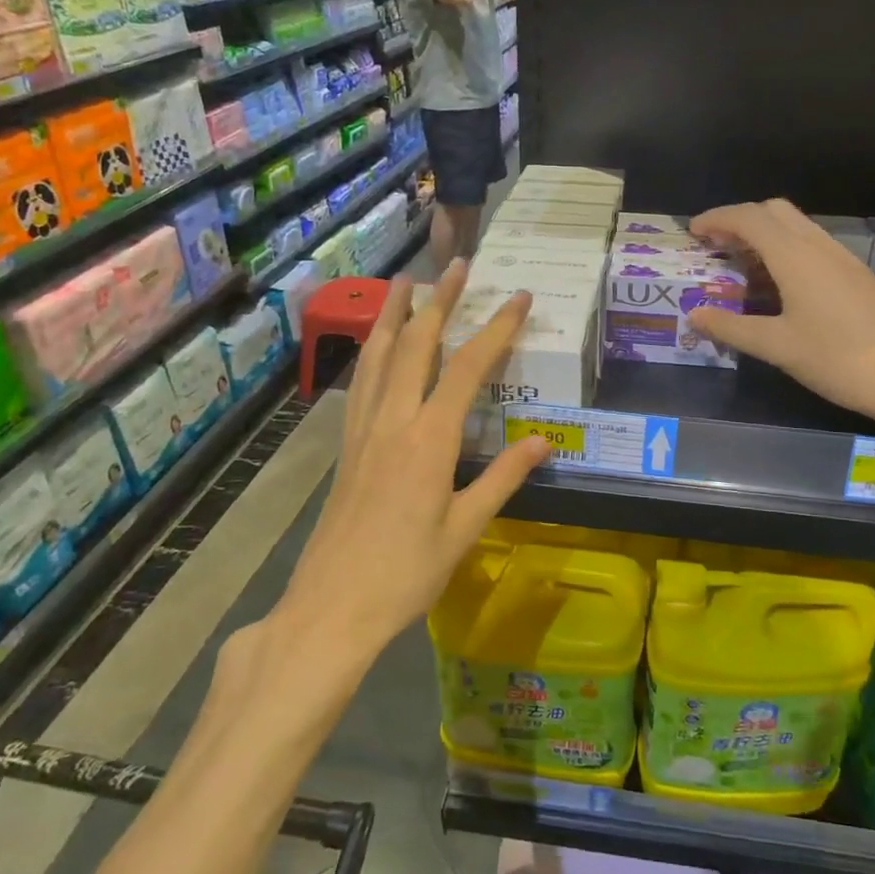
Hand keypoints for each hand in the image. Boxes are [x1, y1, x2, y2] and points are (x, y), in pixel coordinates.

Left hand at [235, 262, 549, 668]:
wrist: (330, 609)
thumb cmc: (405, 574)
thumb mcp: (464, 529)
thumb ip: (503, 478)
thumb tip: (544, 440)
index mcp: (429, 439)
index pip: (468, 368)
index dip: (496, 328)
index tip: (519, 297)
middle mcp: (393, 421)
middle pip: (416, 345)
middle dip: (439, 300)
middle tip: (456, 264)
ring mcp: (363, 430)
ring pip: (378, 356)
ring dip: (395, 313)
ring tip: (405, 281)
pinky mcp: (346, 446)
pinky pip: (361, 382)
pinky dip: (372, 350)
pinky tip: (375, 345)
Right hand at [686, 200, 874, 442]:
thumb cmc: (837, 357)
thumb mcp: (777, 346)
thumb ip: (731, 327)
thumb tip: (694, 315)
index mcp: (794, 255)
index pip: (748, 218)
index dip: (717, 219)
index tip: (693, 232)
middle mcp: (818, 246)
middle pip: (774, 212)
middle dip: (741, 221)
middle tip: (717, 247)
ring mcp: (842, 259)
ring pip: (796, 228)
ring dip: (765, 236)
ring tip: (741, 267)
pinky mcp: (856, 276)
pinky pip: (812, 247)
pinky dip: (785, 252)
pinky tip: (779, 287)